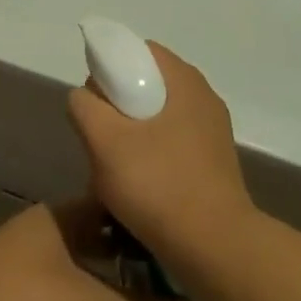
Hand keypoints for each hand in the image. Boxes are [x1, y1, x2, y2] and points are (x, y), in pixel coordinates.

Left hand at [0, 199, 199, 300]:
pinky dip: (88, 290)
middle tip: (174, 268)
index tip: (178, 230)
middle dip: (131, 249)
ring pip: (80, 256)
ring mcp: (26, 255)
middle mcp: (45, 226)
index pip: (113, 202)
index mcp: (62, 215)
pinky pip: (64, 279)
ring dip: (109, 272)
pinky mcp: (14, 285)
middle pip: (97, 231)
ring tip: (149, 292)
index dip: (144, 215)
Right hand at [67, 41, 255, 267]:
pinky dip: (152, 152)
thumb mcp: (104, 141)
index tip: (94, 102)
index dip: (110, 68)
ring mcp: (213, 130)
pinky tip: (140, 184)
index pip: (138, 51)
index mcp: (183, 79)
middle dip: (118, 104)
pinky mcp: (215, 161)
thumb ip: (85, 106)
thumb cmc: (158, 185)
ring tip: (116, 165)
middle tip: (99, 136)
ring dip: (133, 132)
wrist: (216, 249)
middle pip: (148, 83)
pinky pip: (173, 141)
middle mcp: (203, 96)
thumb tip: (86, 97)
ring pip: (159, 115)